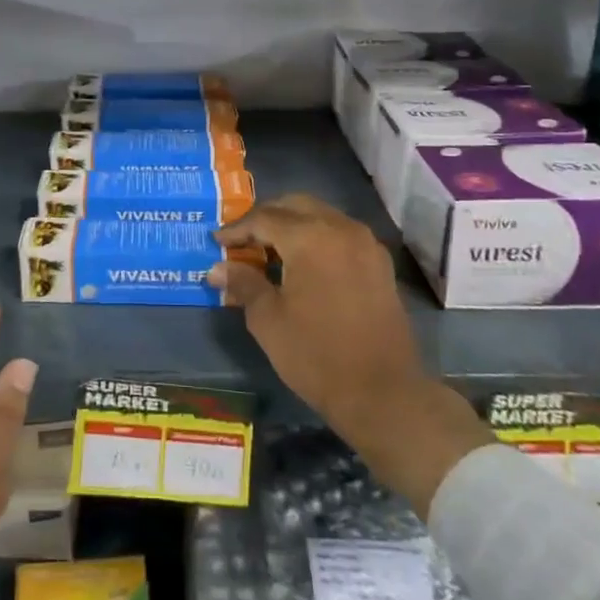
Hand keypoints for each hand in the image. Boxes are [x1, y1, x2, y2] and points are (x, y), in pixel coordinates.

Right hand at [211, 195, 492, 513]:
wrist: (383, 393)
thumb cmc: (316, 355)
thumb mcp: (268, 319)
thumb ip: (243, 283)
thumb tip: (217, 268)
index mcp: (310, 236)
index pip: (263, 218)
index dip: (236, 229)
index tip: (216, 241)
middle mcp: (340, 228)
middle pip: (294, 206)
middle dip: (265, 219)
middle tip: (242, 242)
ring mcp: (365, 243)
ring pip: (319, 215)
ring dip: (292, 225)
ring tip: (268, 252)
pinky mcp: (378, 262)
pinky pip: (339, 234)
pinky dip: (316, 237)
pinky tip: (302, 264)